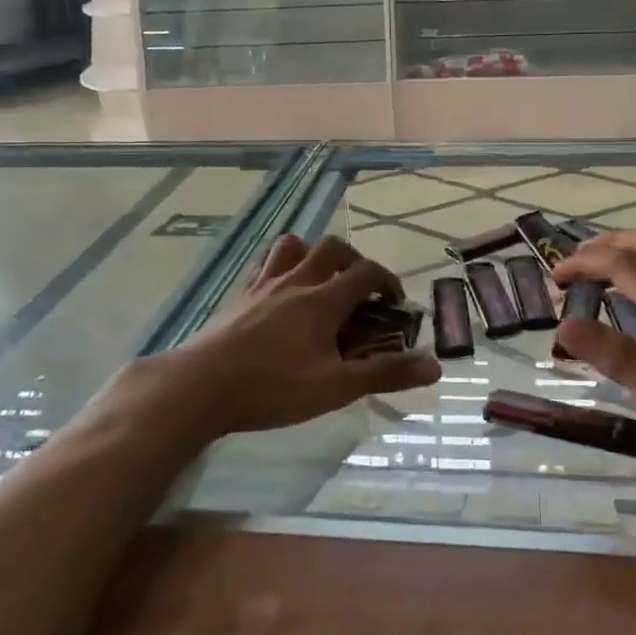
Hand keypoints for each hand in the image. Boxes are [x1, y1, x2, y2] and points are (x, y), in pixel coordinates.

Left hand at [139, 234, 440, 437]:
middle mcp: (296, 281)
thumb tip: (434, 365)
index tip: (396, 302)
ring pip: (293, 247)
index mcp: (323, 299)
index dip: (387, 282)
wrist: (201, 386)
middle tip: (361, 288)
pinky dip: (281, 267)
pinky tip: (280, 293)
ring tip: (321, 280)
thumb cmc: (273, 387)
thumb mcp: (336, 387)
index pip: (366, 273)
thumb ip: (385, 374)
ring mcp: (264, 285)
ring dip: (314, 254)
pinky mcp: (239, 297)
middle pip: (332, 248)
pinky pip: (265, 266)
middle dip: (354, 260)